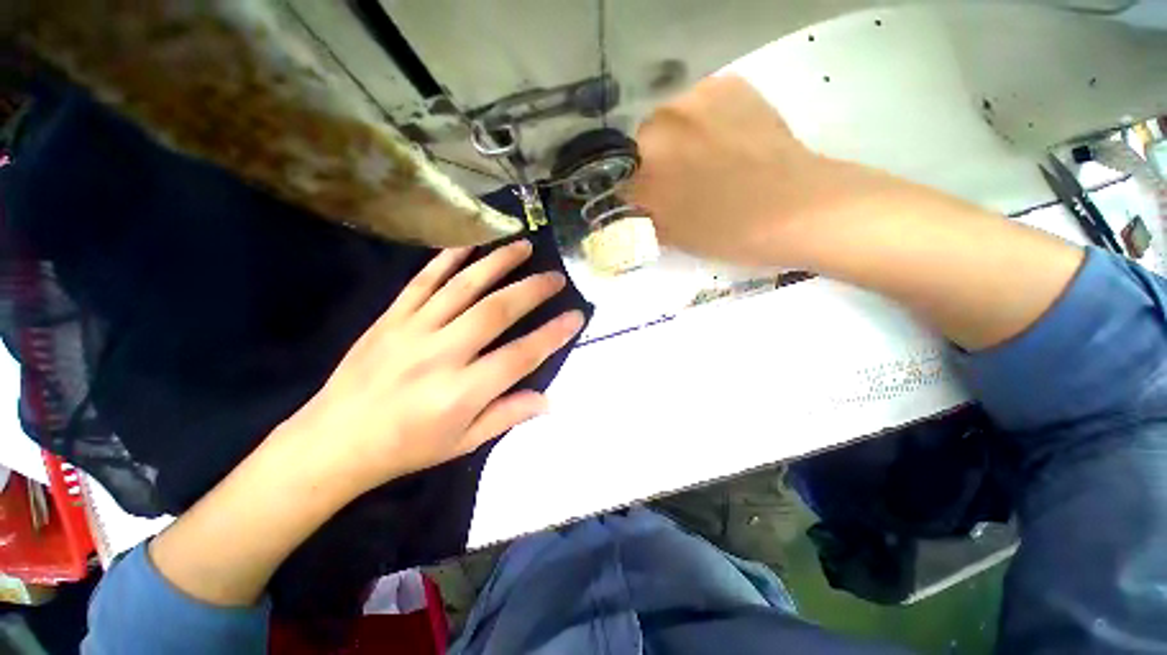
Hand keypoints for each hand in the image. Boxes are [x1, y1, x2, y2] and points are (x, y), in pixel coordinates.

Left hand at [280, 240, 583, 495]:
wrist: (333, 441)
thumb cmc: (406, 448)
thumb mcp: (463, 443)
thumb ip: (508, 415)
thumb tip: (548, 401)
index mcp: (462, 392)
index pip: (520, 356)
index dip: (553, 335)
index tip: (576, 316)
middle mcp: (442, 355)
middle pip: (496, 312)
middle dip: (532, 290)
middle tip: (556, 276)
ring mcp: (413, 330)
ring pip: (464, 287)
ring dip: (497, 263)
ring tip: (523, 247)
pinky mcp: (391, 318)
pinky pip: (423, 281)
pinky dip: (447, 259)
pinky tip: (468, 243)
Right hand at [628, 74, 901, 267]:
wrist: (796, 207)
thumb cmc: (726, 231)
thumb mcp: (671, 234)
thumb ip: (643, 213)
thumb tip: (634, 199)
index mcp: (644, 163)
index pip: (621, 174)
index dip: (634, 188)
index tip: (648, 198)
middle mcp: (662, 120)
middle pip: (643, 141)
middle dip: (653, 161)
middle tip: (678, 181)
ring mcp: (698, 96)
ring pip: (672, 119)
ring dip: (679, 139)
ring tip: (707, 160)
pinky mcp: (730, 85)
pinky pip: (702, 104)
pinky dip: (705, 121)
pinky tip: (725, 141)